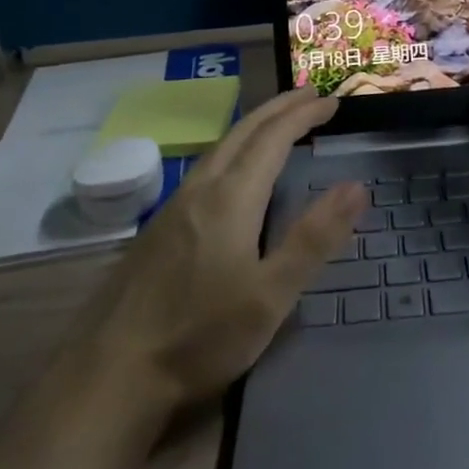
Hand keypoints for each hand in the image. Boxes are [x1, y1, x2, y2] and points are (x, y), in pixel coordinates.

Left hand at [78, 88, 362, 405]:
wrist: (112, 373)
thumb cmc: (200, 335)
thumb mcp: (271, 296)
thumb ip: (314, 238)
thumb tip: (356, 186)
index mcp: (232, 197)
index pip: (274, 138)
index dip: (304, 115)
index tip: (332, 101)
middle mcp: (201, 189)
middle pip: (244, 132)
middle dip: (279, 108)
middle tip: (310, 94)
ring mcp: (174, 206)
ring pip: (221, 147)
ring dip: (255, 126)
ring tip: (279, 122)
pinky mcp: (159, 227)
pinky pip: (206, 167)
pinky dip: (234, 149)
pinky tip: (234, 170)